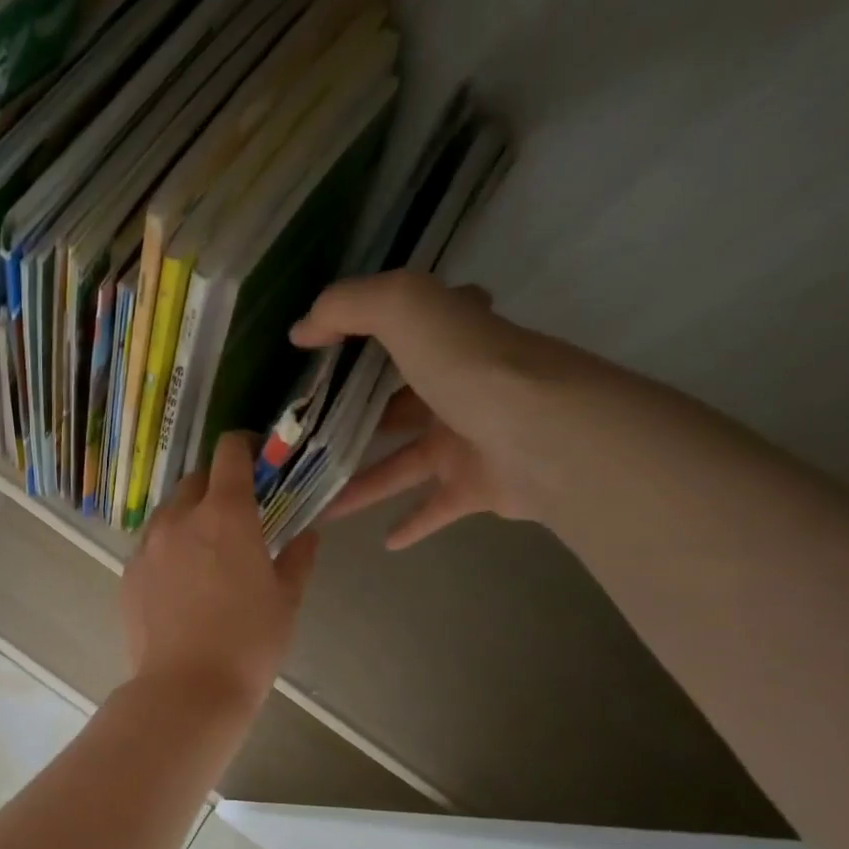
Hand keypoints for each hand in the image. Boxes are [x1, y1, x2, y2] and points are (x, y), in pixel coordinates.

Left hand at [121, 433, 318, 708]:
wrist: (186, 689)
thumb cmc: (248, 643)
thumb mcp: (286, 599)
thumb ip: (298, 557)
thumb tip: (306, 534)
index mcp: (225, 514)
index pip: (229, 452)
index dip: (245, 446)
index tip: (258, 459)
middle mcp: (180, 518)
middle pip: (195, 479)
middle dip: (216, 485)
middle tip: (236, 514)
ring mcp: (147, 545)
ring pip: (168, 511)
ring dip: (189, 516)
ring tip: (205, 549)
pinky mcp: (128, 572)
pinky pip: (150, 544)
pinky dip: (167, 547)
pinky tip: (180, 580)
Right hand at [290, 270, 591, 548]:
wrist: (547, 437)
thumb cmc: (472, 369)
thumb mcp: (405, 310)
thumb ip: (348, 307)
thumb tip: (301, 330)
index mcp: (449, 342)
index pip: (410, 327)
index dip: (372, 332)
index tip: (328, 352)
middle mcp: (460, 388)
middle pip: (398, 404)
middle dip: (355, 419)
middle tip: (307, 439)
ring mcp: (470, 440)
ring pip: (402, 463)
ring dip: (362, 482)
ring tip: (317, 500)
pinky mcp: (478, 486)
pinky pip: (435, 507)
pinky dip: (411, 523)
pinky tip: (382, 541)